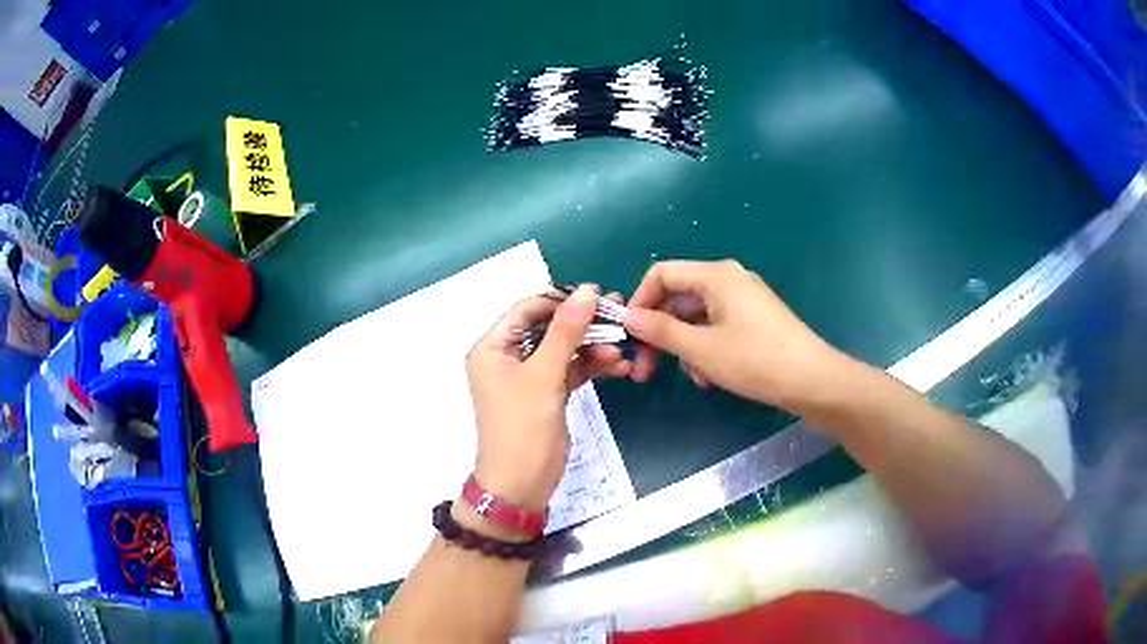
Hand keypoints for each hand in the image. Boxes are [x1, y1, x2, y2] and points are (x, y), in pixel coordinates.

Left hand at [466, 285, 631, 512]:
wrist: (522, 485)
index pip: (527, 309)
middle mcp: (507, 357)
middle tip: (619, 315)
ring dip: (592, 347)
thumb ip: (565, 332)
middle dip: (583, 324)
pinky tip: (618, 366)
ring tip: (623, 346)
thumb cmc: (523, 429)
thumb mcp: (543, 376)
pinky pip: (570, 370)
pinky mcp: (546, 393)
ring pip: (563, 349)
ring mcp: (528, 376)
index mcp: (492, 347)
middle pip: (548, 328)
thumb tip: (587, 291)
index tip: (598, 295)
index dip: (561, 300)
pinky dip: (591, 367)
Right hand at [623, 260, 846, 411]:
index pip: (661, 273)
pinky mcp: (754, 320)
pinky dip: (706, 349)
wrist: (812, 381)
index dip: (639, 301)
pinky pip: (717, 327)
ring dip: (685, 347)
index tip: (628, 334)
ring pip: (697, 317)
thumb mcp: (701, 348)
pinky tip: (711, 377)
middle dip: (660, 333)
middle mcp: (729, 280)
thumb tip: (629, 316)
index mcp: (716, 275)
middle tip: (646, 369)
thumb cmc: (755, 360)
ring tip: (694, 378)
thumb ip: (660, 330)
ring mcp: (744, 300)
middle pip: (679, 297)